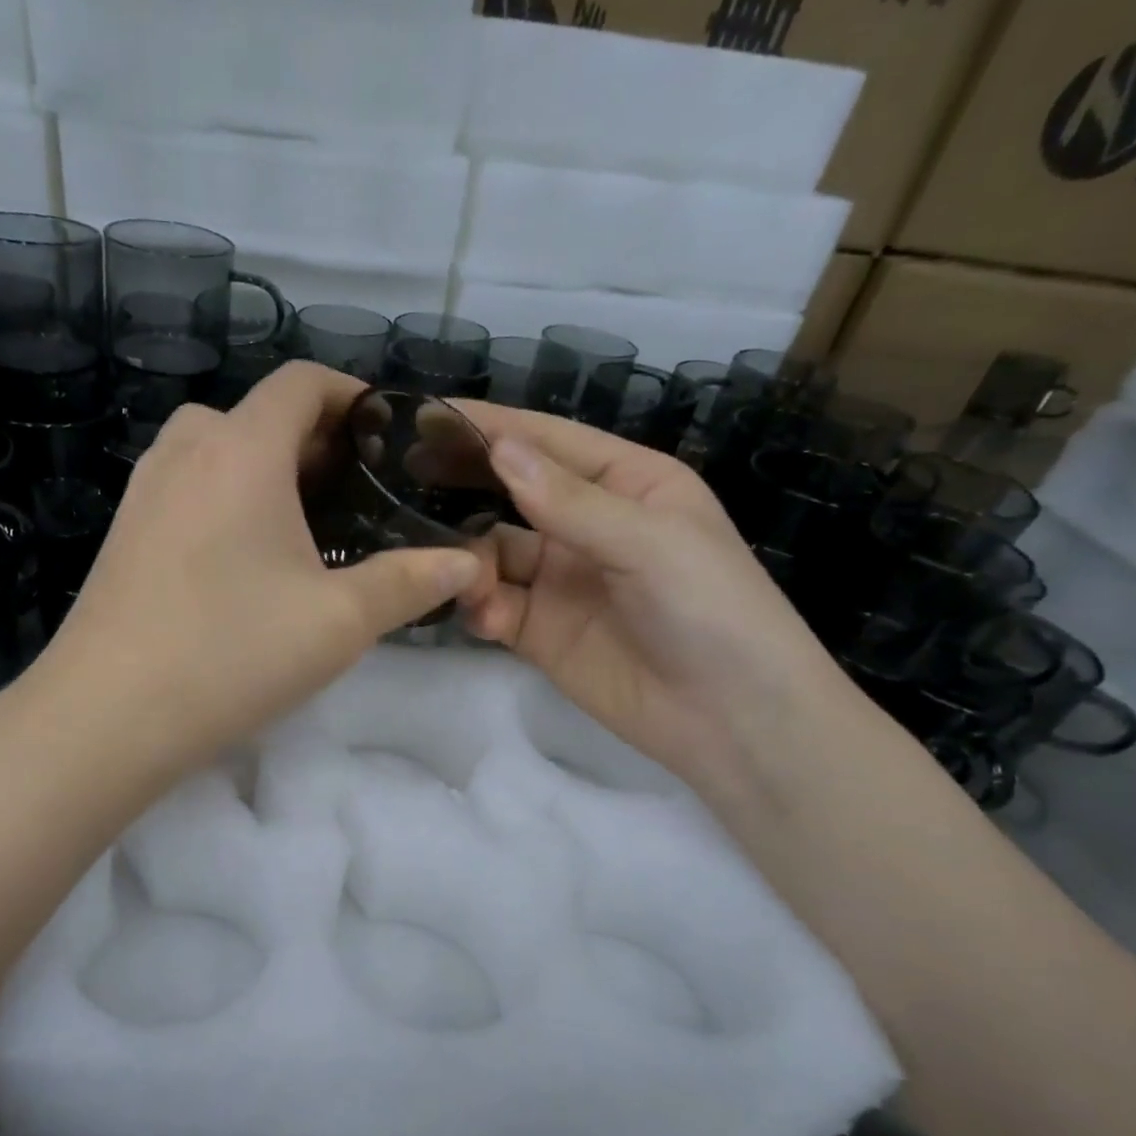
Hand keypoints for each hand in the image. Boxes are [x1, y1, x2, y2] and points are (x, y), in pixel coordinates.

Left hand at [30, 363, 484, 774]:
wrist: (107, 716)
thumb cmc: (232, 654)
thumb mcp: (339, 622)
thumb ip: (410, 583)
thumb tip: (468, 564)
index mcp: (241, 448)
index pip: (302, 382)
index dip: (352, 396)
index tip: (389, 439)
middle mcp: (186, 450)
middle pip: (259, 414)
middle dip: (315, 442)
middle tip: (358, 495)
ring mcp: (145, 489)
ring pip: (218, 450)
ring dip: (267, 470)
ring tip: (306, 526)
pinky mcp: (123, 531)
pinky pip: (187, 487)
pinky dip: (226, 497)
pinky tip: (246, 561)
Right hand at [455, 403, 852, 788]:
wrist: (730, 720)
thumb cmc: (710, 609)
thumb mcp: (649, 542)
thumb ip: (568, 500)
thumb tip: (499, 447)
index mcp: (626, 483)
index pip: (548, 441)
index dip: (491, 427)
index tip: (427, 415)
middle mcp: (586, 525)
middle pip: (510, 493)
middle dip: (464, 486)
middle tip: (405, 478)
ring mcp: (558, 580)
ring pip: (491, 552)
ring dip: (468, 559)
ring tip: (452, 570)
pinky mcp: (538, 631)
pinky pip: (493, 604)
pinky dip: (479, 606)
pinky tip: (483, 616)